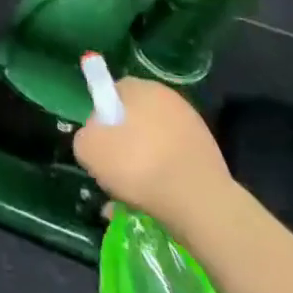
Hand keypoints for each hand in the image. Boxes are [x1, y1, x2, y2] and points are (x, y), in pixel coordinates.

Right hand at [73, 77, 233, 220]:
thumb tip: (95, 139)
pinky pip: (174, 162)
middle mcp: (169, 99)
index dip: (101, 117)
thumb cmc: (139, 166)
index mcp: (142, 88)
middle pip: (135, 118)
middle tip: (114, 171)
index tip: (99, 145)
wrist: (200, 204)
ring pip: (155, 143)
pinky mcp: (208, 155)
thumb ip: (84, 137)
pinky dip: (163, 178)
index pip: (112, 92)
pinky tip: (156, 201)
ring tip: (133, 195)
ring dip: (142, 163)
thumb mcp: (89, 149)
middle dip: (122, 142)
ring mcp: (193, 127)